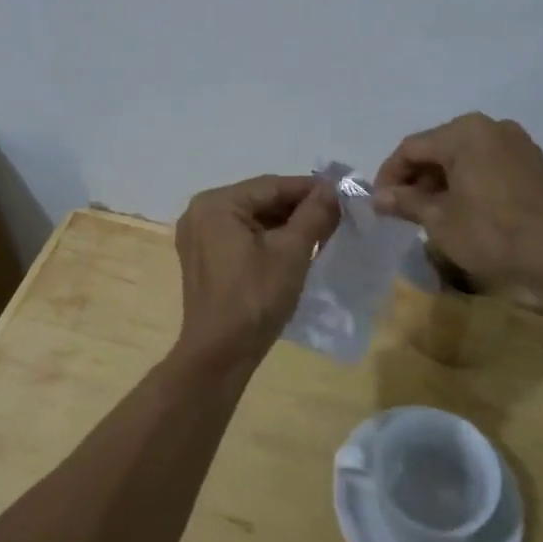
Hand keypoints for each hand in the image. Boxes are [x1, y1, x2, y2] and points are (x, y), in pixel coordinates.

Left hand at [173, 175, 339, 371]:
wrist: (220, 355)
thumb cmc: (254, 298)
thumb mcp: (291, 252)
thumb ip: (314, 214)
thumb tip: (334, 187)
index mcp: (216, 204)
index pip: (271, 186)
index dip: (310, 188)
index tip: (343, 191)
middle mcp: (201, 212)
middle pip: (260, 200)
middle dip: (298, 208)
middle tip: (337, 213)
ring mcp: (199, 236)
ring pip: (253, 218)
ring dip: (286, 224)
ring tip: (323, 230)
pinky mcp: (204, 258)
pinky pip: (242, 236)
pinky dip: (269, 239)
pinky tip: (296, 247)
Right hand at [374, 113, 542, 293]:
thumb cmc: (491, 233)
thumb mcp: (440, 220)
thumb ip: (406, 201)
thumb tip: (379, 197)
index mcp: (464, 132)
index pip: (412, 147)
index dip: (390, 175)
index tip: (380, 203)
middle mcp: (490, 126)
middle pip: (439, 147)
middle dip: (417, 178)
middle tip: (404, 209)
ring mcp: (516, 142)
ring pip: (464, 156)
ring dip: (443, 180)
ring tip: (432, 212)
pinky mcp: (533, 162)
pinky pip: (488, 163)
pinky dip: (469, 181)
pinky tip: (465, 208)